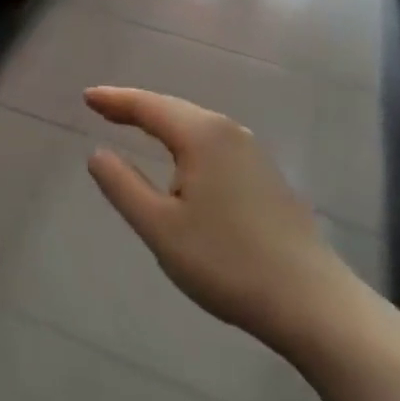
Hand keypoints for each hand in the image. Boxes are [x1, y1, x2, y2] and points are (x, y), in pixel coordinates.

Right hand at [83, 87, 358, 354]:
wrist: (313, 304)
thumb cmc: (227, 262)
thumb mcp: (160, 227)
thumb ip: (122, 185)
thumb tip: (98, 153)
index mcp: (202, 136)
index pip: (149, 106)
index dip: (115, 100)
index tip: (86, 97)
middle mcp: (230, 133)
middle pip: (174, 109)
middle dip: (136, 107)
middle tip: (102, 107)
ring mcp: (254, 154)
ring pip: (196, 126)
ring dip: (162, 122)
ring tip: (133, 124)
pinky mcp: (266, 177)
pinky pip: (213, 143)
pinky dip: (185, 140)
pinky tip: (180, 156)